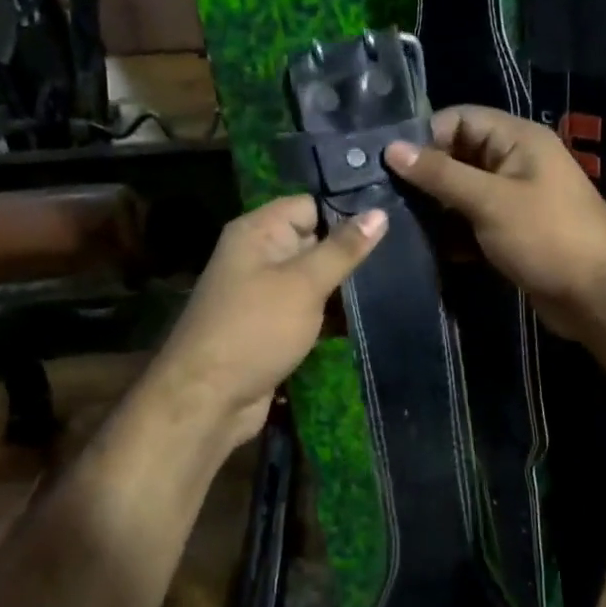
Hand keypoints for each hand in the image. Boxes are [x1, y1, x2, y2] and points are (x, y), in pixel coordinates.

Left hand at [144, 195, 386, 452]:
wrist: (207, 400)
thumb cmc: (255, 329)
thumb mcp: (304, 284)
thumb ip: (342, 249)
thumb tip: (380, 212)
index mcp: (257, 232)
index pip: (309, 205)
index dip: (345, 213)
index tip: (389, 224)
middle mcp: (257, 255)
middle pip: (312, 240)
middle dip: (349, 252)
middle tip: (398, 258)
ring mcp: (262, 293)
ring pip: (312, 278)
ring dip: (342, 287)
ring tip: (392, 286)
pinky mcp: (269, 325)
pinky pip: (306, 308)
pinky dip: (329, 314)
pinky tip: (366, 317)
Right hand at [384, 107, 605, 339]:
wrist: (599, 296)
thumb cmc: (546, 237)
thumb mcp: (489, 200)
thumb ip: (440, 174)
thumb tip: (392, 148)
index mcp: (518, 139)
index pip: (459, 119)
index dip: (425, 137)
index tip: (388, 165)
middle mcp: (516, 161)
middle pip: (459, 154)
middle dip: (425, 174)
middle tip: (385, 197)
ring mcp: (516, 197)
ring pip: (463, 190)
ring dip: (436, 206)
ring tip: (398, 222)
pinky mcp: (513, 230)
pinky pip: (474, 220)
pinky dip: (454, 230)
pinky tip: (427, 247)